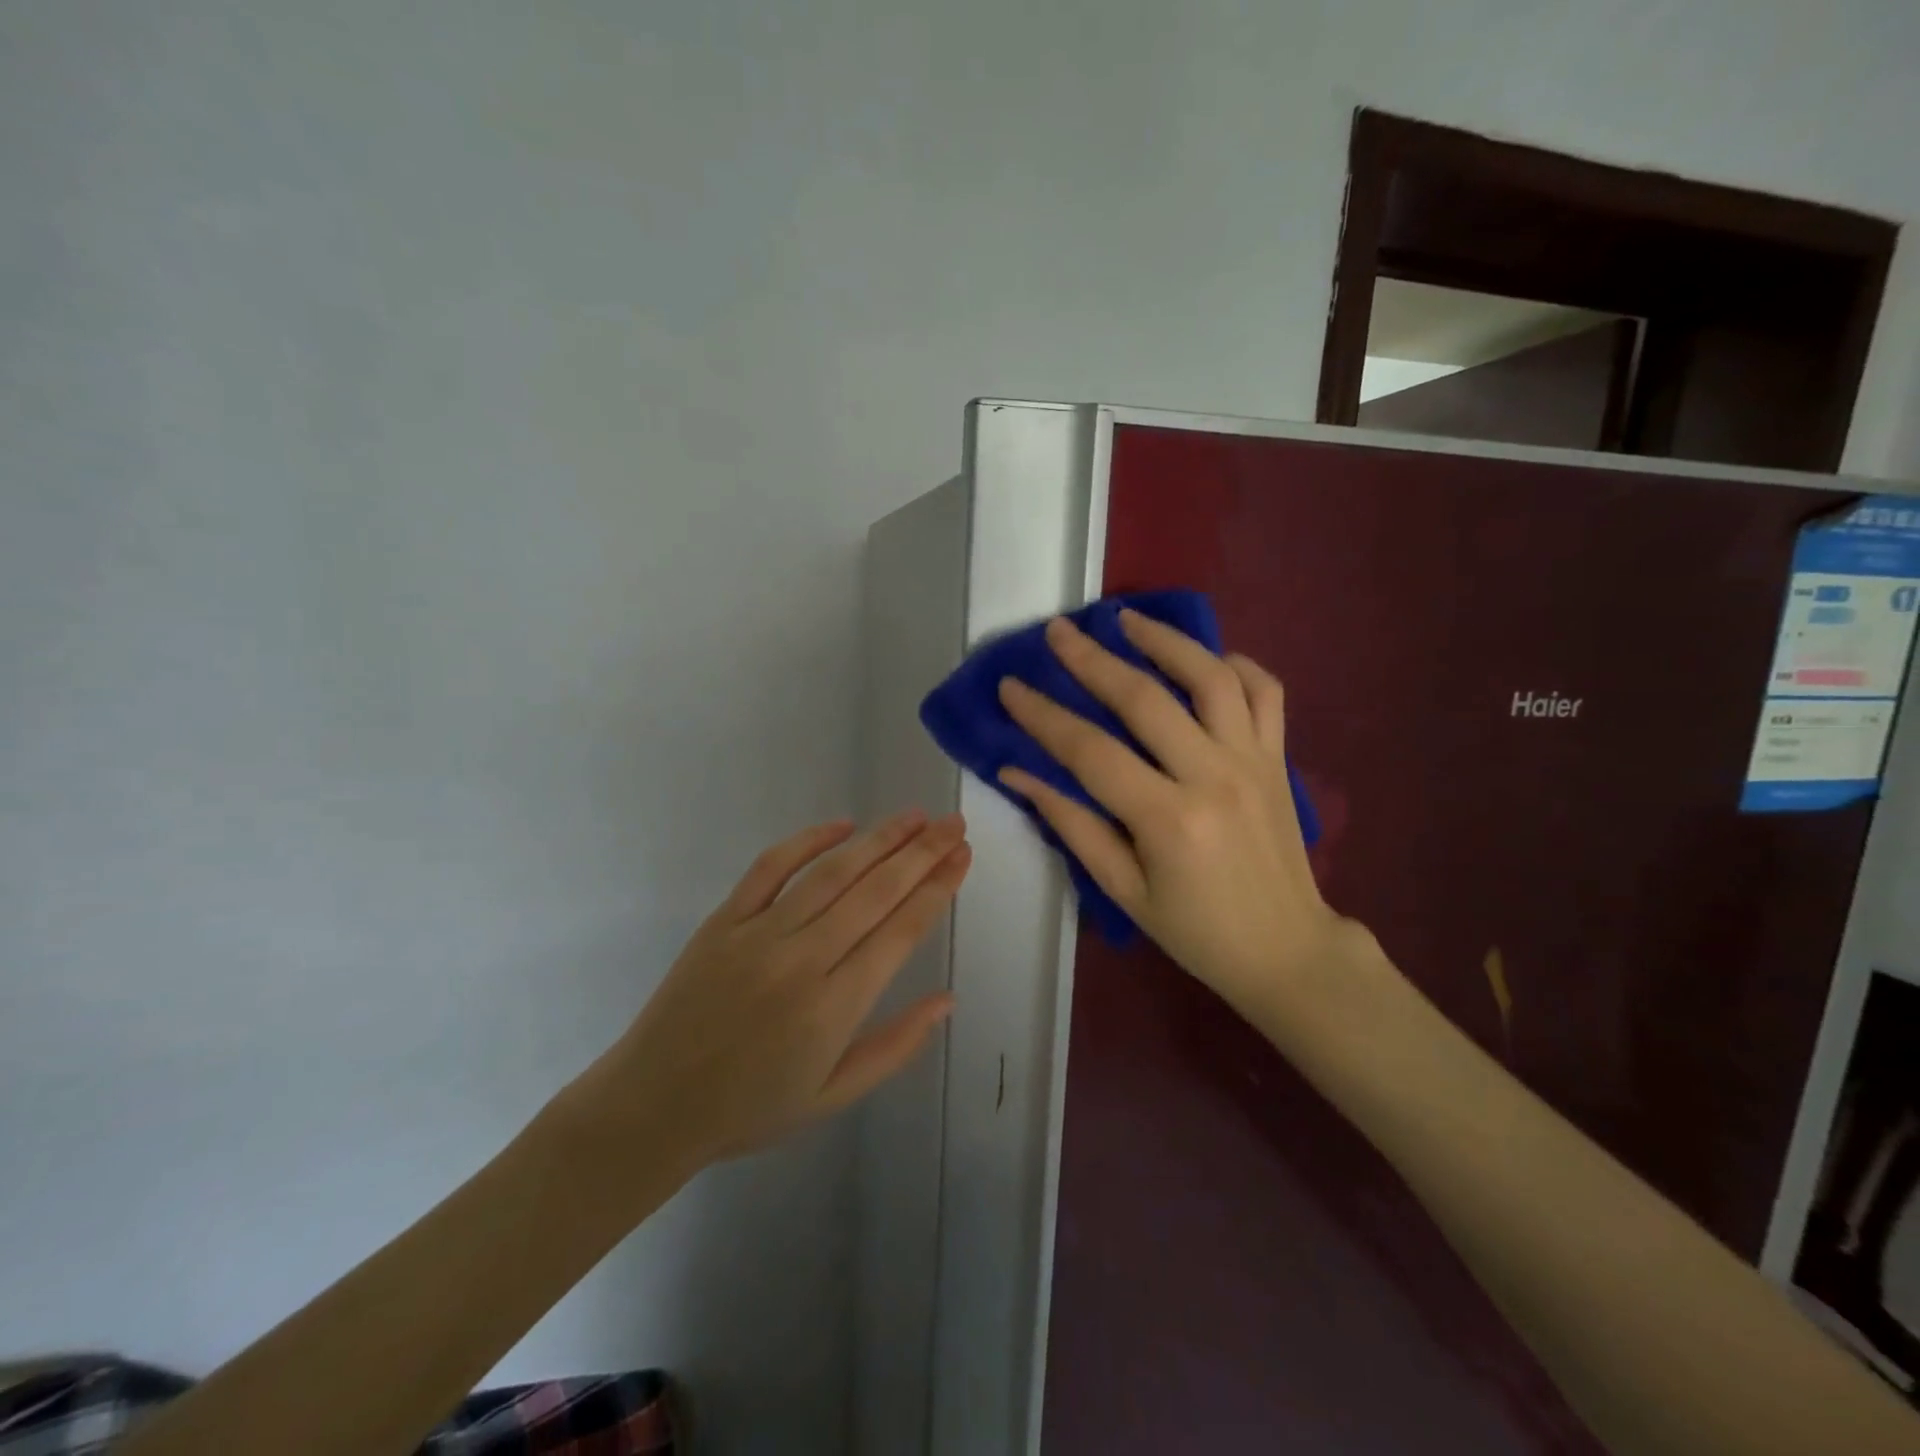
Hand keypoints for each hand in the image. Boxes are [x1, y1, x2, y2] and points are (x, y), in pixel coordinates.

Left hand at [562, 811, 970, 1180]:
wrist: (653, 1107)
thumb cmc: (751, 1108)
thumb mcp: (834, 1096)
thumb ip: (896, 1046)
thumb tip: (947, 999)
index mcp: (834, 1007)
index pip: (900, 931)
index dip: (937, 888)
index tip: (963, 856)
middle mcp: (802, 960)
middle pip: (875, 891)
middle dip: (922, 853)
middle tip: (954, 823)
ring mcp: (759, 934)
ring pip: (832, 873)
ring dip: (879, 839)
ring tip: (914, 817)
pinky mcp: (724, 920)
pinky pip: (770, 868)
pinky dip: (808, 840)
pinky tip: (842, 824)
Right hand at [997, 613, 1368, 1026]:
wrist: (1288, 950)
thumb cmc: (1196, 931)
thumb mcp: (1123, 890)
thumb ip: (1072, 825)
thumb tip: (1018, 774)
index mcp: (1167, 819)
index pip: (1090, 750)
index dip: (1043, 715)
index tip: (1010, 686)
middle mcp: (1213, 776)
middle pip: (1144, 698)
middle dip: (1092, 659)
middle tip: (1058, 631)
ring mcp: (1253, 760)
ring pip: (1210, 677)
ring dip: (1166, 640)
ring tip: (1128, 619)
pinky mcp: (1279, 758)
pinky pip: (1266, 692)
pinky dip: (1237, 665)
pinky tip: (1207, 657)